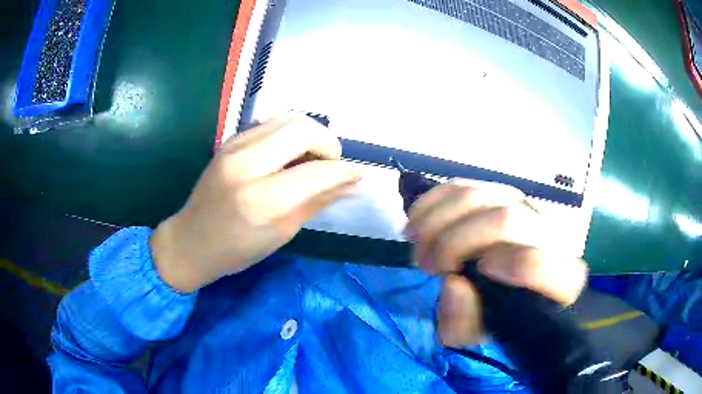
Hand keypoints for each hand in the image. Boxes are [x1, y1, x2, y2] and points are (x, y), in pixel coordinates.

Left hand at [151, 115, 360, 292]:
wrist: (190, 240)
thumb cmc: (236, 250)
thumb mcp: (281, 233)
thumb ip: (317, 202)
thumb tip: (351, 184)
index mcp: (261, 199)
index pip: (316, 172)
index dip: (343, 171)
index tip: (356, 175)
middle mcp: (246, 164)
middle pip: (301, 129)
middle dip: (327, 143)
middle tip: (331, 164)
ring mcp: (234, 147)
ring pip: (287, 119)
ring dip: (309, 134)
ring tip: (313, 158)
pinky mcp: (230, 141)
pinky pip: (270, 124)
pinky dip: (290, 133)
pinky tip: (290, 154)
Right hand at [405, 181, 587, 346]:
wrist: (519, 289)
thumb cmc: (503, 315)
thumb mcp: (481, 332)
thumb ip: (465, 322)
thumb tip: (453, 285)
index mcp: (560, 278)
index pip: (542, 263)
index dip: (508, 266)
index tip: (462, 277)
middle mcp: (550, 234)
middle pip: (506, 219)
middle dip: (454, 241)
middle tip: (424, 264)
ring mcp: (527, 207)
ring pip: (482, 195)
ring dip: (438, 218)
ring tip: (414, 242)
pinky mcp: (504, 194)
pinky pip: (468, 185)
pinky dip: (436, 199)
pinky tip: (417, 219)